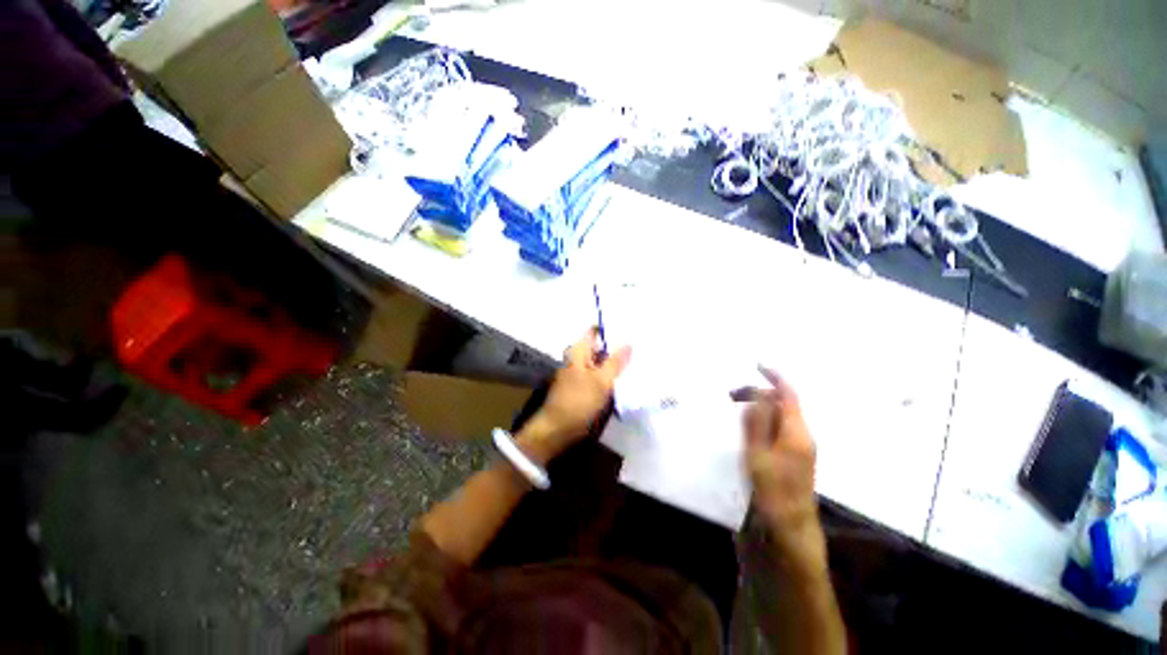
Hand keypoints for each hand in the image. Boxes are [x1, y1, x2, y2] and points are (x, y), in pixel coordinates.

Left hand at [524, 328, 630, 458]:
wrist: (558, 429)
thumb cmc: (579, 401)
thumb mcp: (601, 380)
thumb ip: (615, 362)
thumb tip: (628, 342)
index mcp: (578, 352)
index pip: (593, 331)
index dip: (609, 328)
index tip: (629, 328)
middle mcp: (578, 359)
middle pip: (599, 348)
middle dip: (616, 347)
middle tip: (639, 345)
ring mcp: (580, 374)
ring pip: (601, 363)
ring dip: (615, 363)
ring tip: (638, 360)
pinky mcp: (584, 389)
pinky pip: (600, 377)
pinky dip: (611, 376)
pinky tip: (626, 379)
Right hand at [744, 367, 824, 562]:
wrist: (786, 535)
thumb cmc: (771, 494)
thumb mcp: (758, 455)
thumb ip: (757, 422)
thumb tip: (757, 394)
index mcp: (796, 433)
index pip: (788, 394)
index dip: (773, 376)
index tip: (755, 364)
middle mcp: (799, 437)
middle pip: (781, 404)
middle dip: (757, 393)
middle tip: (728, 395)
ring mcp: (794, 450)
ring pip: (775, 418)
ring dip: (755, 408)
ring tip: (730, 408)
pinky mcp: (786, 460)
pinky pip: (772, 431)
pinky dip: (756, 422)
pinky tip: (739, 428)